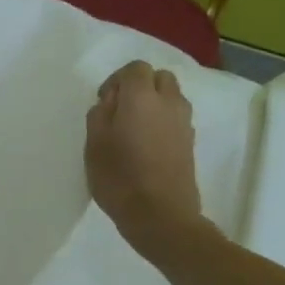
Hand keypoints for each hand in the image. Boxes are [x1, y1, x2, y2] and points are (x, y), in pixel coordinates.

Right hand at [86, 61, 203, 254]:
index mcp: (142, 97)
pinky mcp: (190, 143)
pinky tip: (147, 147)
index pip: (135, 69)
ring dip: (154, 105)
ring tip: (134, 131)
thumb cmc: (120, 178)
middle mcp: (169, 102)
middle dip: (140, 88)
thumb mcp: (94, 146)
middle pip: (159, 78)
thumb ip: (99, 115)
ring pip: (171, 98)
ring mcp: (184, 122)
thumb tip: (110, 102)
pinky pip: (176, 119)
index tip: (104, 103)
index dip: (117, 81)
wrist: (160, 215)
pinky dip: (163, 123)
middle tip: (120, 113)